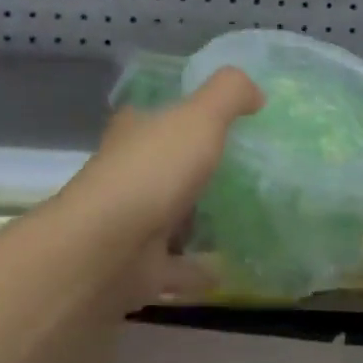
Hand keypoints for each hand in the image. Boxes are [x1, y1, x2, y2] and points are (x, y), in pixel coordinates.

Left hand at [54, 68, 263, 305]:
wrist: (107, 250)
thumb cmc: (153, 171)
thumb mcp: (199, 116)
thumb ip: (229, 94)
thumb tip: (255, 93)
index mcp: (134, 134)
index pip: (152, 116)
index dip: (177, 115)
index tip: (215, 122)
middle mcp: (126, 175)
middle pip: (162, 167)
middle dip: (192, 170)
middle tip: (243, 172)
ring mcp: (130, 224)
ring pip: (169, 218)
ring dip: (197, 221)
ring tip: (244, 219)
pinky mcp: (139, 268)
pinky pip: (178, 267)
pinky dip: (200, 269)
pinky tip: (231, 269)